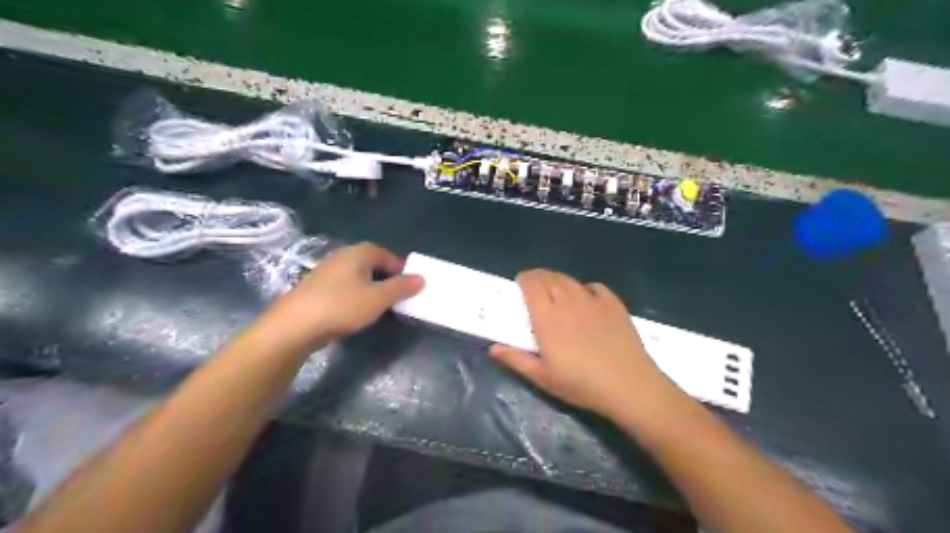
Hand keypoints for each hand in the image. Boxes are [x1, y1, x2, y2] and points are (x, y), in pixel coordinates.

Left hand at [259, 241, 421, 351]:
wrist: (293, 326)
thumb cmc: (341, 307)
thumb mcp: (378, 298)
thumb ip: (401, 287)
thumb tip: (421, 278)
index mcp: (359, 253)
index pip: (388, 255)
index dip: (401, 271)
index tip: (408, 289)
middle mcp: (342, 255)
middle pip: (372, 263)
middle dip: (386, 279)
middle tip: (394, 299)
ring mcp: (326, 270)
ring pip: (357, 275)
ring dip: (370, 287)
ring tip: (376, 306)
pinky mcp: (316, 286)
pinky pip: (344, 285)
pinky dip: (354, 294)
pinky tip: (353, 311)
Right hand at [490, 272, 674, 418]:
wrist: (628, 385)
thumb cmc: (580, 384)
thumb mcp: (543, 377)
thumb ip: (516, 359)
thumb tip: (492, 348)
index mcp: (547, 317)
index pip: (531, 285)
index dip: (523, 279)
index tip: (519, 283)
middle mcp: (568, 302)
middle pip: (549, 278)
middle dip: (538, 277)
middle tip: (533, 285)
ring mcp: (592, 301)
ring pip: (569, 280)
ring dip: (558, 280)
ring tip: (555, 288)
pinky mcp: (613, 304)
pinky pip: (594, 287)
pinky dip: (584, 288)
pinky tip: (585, 298)